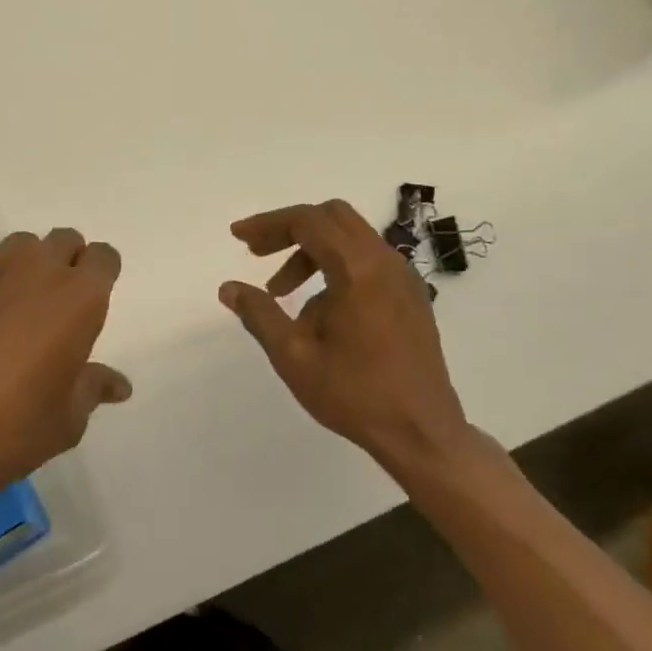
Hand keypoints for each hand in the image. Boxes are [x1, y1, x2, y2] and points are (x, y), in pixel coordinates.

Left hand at [0, 228, 129, 509]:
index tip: (88, 304)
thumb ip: (93, 387)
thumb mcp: (65, 421)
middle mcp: (33, 267)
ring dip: (19, 271)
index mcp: (77, 297)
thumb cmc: (8, 431)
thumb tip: (119, 384)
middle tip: (49, 308)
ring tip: (2, 314)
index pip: (103, 257)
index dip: (99, 276)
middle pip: (62, 241)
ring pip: (14, 249)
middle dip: (63, 264)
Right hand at [219, 200, 474, 475]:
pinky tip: (318, 309)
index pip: (307, 221)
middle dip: (290, 229)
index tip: (238, 237)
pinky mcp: (411, 296)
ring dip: (311, 250)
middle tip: (257, 253)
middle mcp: (385, 262)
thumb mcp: (293, 356)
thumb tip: (229, 288)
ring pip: (350, 238)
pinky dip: (335, 265)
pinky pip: (367, 261)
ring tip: (281, 292)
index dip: (267, 224)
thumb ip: (259, 314)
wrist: (422, 433)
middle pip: (332, 217)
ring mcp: (403, 278)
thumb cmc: (355, 394)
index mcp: (357, 269)